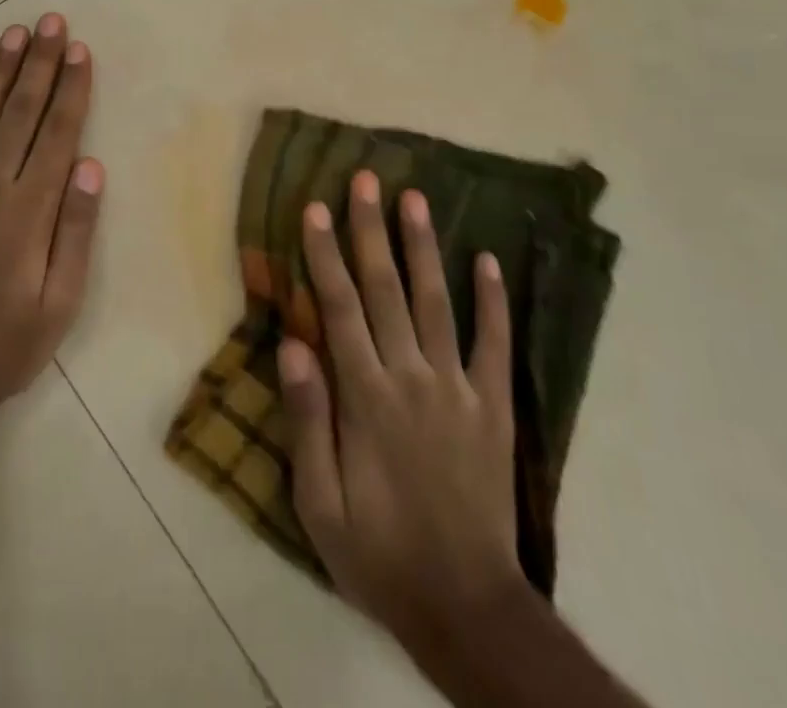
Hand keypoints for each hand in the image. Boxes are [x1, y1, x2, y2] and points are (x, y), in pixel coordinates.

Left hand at [0, 13, 101, 425]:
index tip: (79, 50)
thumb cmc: (4, 346)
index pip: (56, 133)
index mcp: (28, 211)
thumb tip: (91, 165)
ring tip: (14, 34)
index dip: (70, 89)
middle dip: (38, 63)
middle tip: (50, 22)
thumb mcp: (60, 303)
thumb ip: (76, 231)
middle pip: (19, 112)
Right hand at [278, 170, 528, 652]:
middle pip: (386, 289)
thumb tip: (292, 344)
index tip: (315, 208)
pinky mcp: (494, 406)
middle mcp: (411, 377)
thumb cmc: (379, 553)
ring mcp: (458, 388)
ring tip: (416, 199)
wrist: (465, 606)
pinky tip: (489, 260)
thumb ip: (308, 420)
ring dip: (424, 247)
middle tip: (366, 179)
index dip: (325, 254)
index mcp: (366, 397)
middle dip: (371, 229)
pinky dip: (493, 300)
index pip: (339, 308)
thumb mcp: (320, 503)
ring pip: (436, 302)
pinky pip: (494, 343)